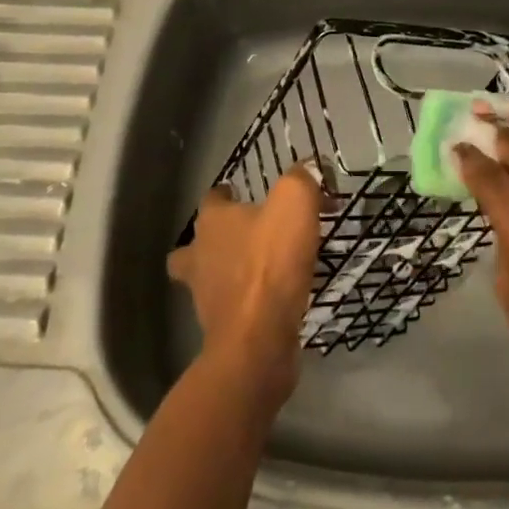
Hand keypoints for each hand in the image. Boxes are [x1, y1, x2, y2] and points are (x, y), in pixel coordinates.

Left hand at [167, 168, 321, 403]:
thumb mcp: (295, 203)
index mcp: (212, 221)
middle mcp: (200, 255)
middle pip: (197, 241)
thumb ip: (302, 178)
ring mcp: (205, 296)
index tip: (245, 193)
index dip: (227, 194)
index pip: (212, 198)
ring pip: (208, 277)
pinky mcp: (220, 330)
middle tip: (248, 236)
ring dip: (228, 272)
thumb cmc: (270, 264)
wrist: (258, 342)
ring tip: (261, 270)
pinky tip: (272, 300)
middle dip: (216, 238)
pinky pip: (230, 307)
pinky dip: (245, 302)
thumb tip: (311, 167)